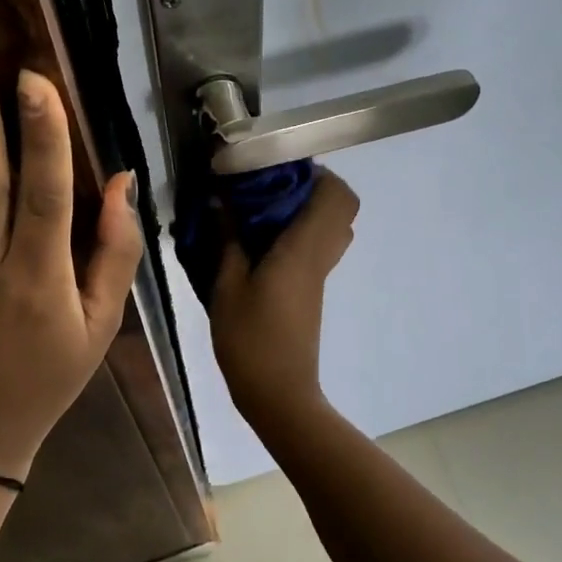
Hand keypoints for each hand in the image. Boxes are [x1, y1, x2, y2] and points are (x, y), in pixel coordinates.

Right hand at [209, 168, 358, 421]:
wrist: (278, 393)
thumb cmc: (251, 339)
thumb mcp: (227, 285)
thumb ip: (226, 239)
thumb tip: (219, 199)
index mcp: (304, 248)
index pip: (337, 194)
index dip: (315, 172)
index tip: (275, 167)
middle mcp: (320, 255)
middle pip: (341, 206)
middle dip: (309, 186)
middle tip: (266, 185)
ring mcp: (319, 273)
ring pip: (331, 226)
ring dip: (304, 209)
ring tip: (260, 210)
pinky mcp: (311, 288)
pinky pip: (316, 245)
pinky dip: (297, 231)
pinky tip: (259, 240)